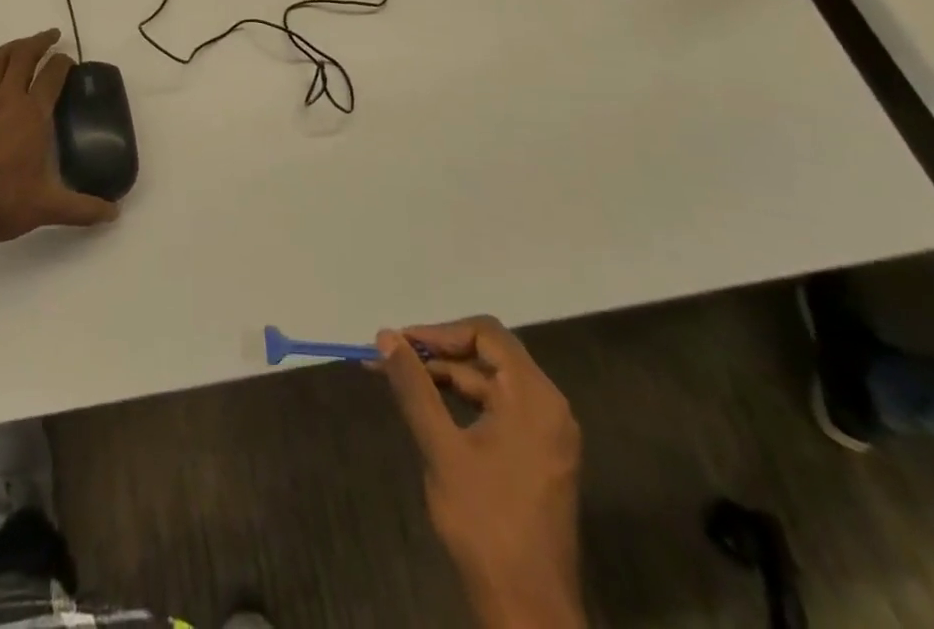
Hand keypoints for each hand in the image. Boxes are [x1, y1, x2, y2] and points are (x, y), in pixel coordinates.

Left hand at [0, 29, 118, 249]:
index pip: (52, 76)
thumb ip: (83, 209)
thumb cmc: (2, 202)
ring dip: (8, 49)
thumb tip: (113, 214)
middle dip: (39, 42)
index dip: (63, 63)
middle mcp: (7, 102)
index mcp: (32, 115)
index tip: (71, 61)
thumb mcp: (49, 208)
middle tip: (52, 36)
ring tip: (21, 44)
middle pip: (23, 58)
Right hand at [378, 318, 584, 628]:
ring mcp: (547, 434)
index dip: (439, 332)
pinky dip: (463, 402)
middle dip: (437, 353)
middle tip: (392, 359)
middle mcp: (548, 407)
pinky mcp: (539, 457)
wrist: (528, 611)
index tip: (400, 343)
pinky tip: (430, 411)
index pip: (486, 333)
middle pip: (489, 355)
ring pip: (490, 383)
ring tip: (400, 382)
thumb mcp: (441, 448)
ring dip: (446, 378)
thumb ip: (413, 387)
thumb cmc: (485, 523)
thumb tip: (385, 336)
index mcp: (534, 397)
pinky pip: (499, 409)